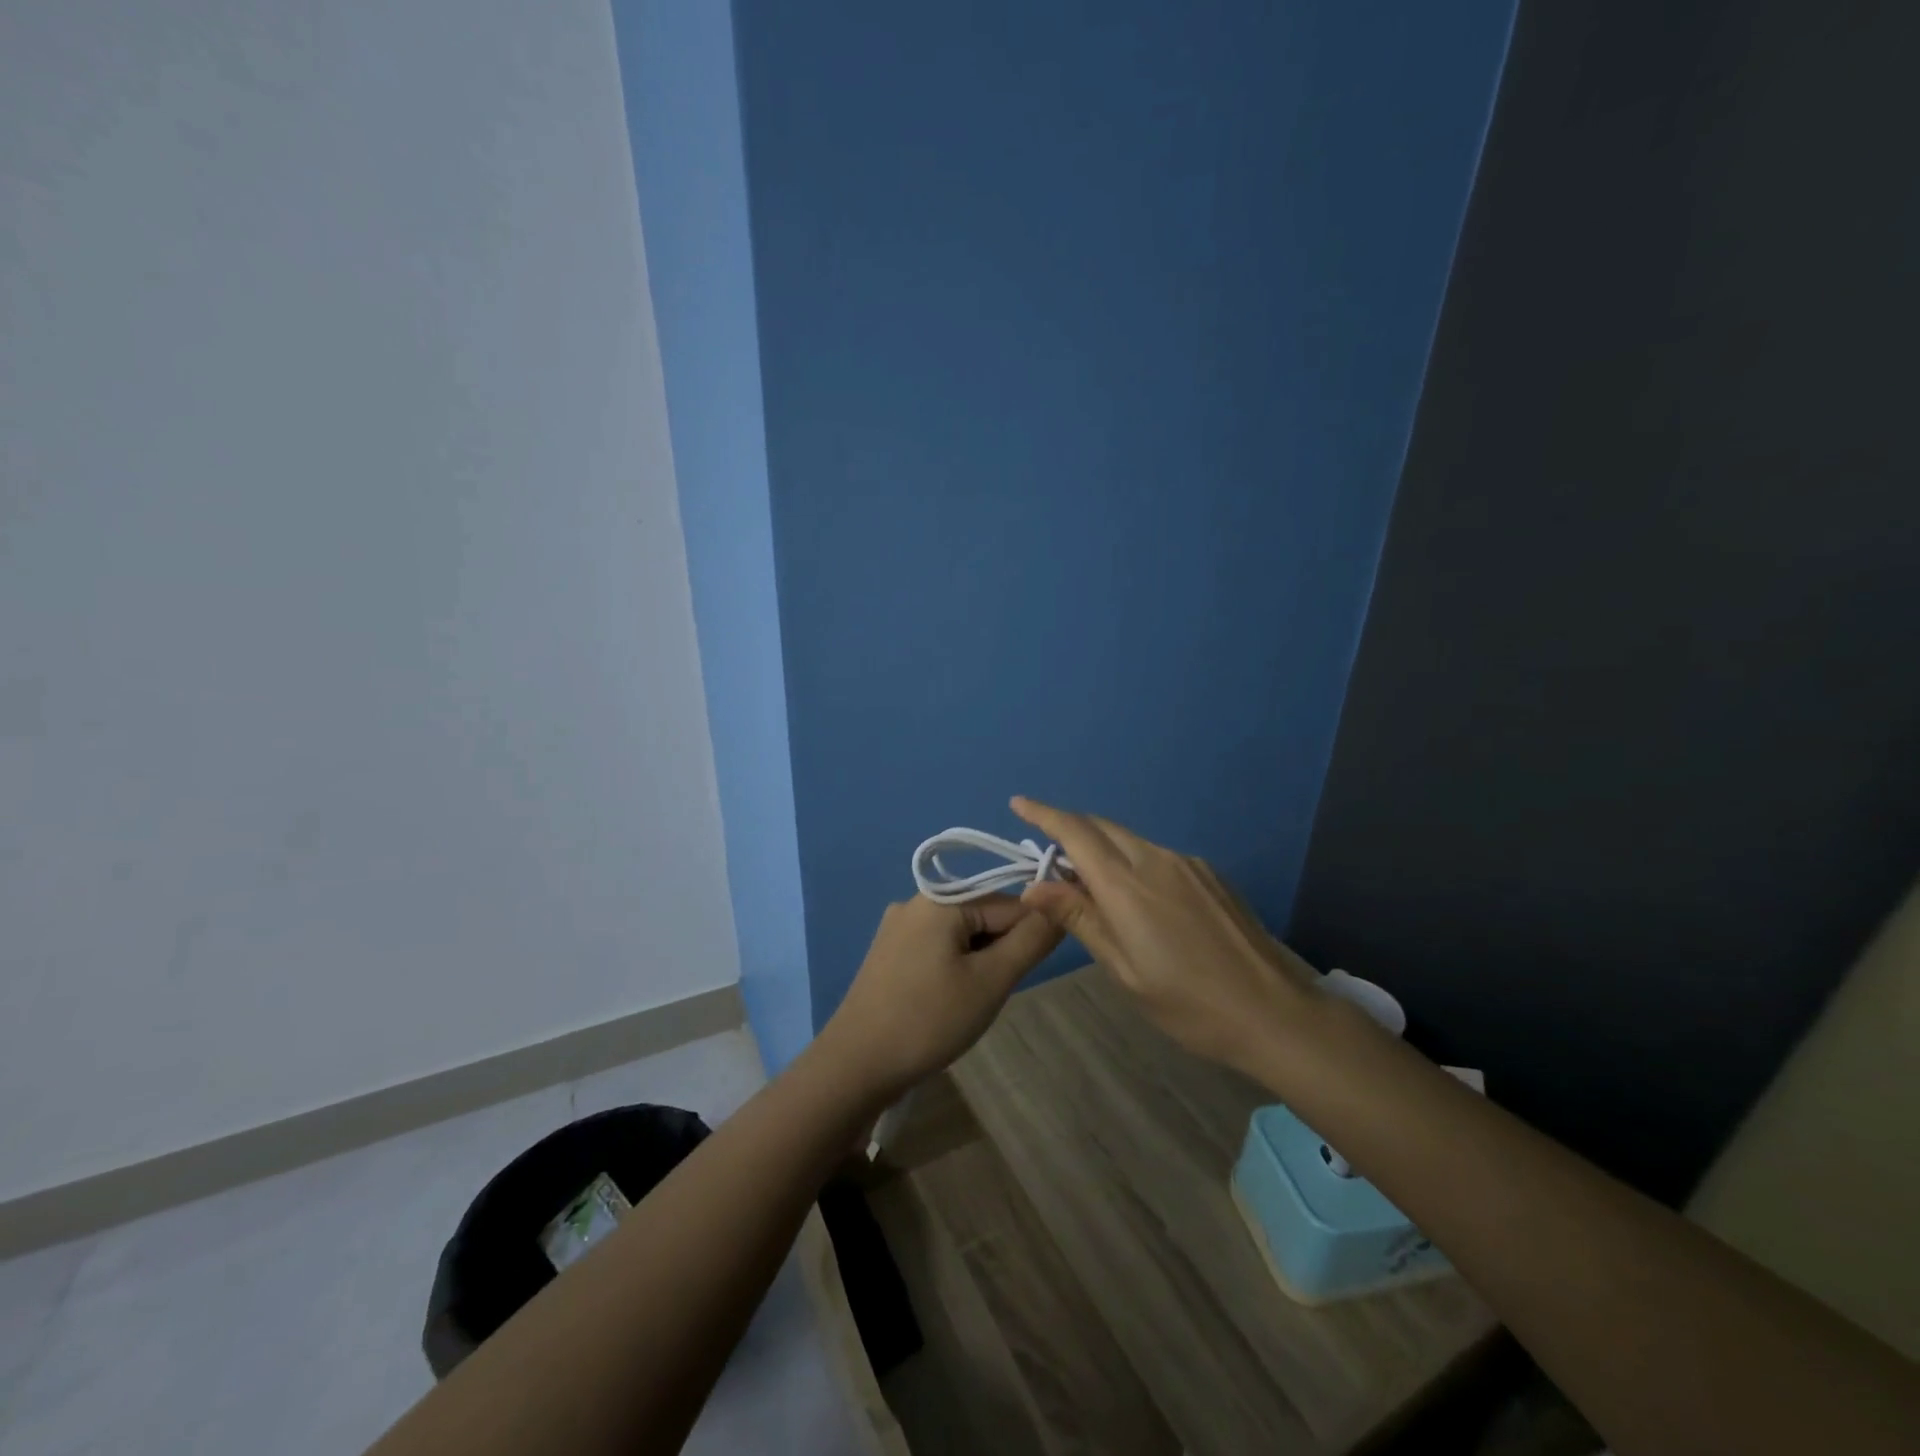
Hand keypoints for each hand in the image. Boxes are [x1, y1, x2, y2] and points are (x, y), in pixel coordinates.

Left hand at [821, 894, 1062, 1098]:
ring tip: (971, 1001)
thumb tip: (1061, 906)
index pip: (1010, 902)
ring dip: (980, 962)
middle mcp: (916, 901)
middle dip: (1001, 950)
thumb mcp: (991, 980)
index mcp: (940, 898)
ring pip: (963, 934)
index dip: (1030, 935)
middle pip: (984, 914)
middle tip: (994, 993)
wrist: (856, 1064)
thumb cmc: (929, 1019)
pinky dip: (956, 968)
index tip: (1029, 972)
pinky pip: (939, 947)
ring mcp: (898, 927)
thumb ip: (1031, 939)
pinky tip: (949, 1001)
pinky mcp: (890, 952)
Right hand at [1011, 795, 1317, 1070]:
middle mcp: (1156, 860)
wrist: (1275, 1012)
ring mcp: (1188, 864)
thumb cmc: (1189, 1003)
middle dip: (1070, 829)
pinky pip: (1157, 856)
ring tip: (1090, 885)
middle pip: (1102, 828)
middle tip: (1048, 855)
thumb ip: (1081, 919)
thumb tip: (1035, 886)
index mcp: (1128, 885)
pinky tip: (1139, 899)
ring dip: (1102, 848)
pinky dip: (1132, 862)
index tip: (1019, 803)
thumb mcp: (1124, 970)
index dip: (1044, 814)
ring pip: (1130, 840)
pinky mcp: (1210, 874)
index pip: (1076, 833)